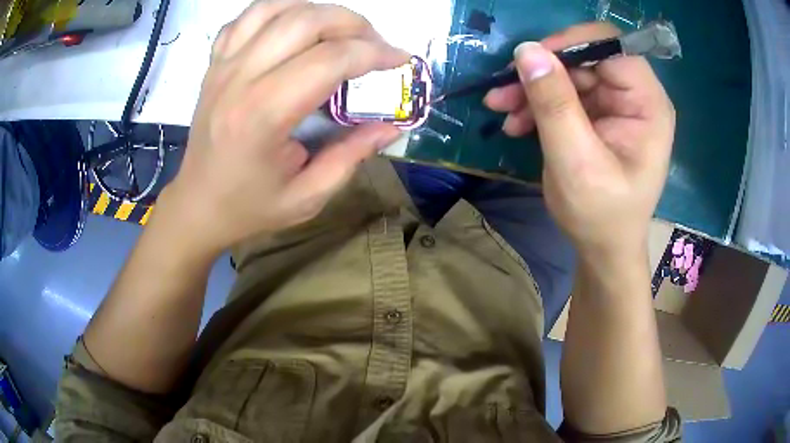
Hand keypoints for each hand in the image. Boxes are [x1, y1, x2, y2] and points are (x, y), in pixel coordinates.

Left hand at [159, 0, 407, 255]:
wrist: (197, 204)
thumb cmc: (249, 206)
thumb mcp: (308, 196)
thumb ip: (352, 156)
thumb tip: (392, 127)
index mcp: (264, 115)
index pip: (329, 60)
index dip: (374, 52)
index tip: (399, 59)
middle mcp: (240, 79)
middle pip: (305, 21)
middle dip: (353, 23)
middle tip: (374, 43)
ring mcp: (223, 65)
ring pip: (276, 8)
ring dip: (318, 11)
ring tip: (339, 31)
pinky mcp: (215, 63)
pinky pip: (247, 18)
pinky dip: (279, 11)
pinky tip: (295, 26)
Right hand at [484, 23, 674, 258]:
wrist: (603, 249)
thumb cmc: (600, 215)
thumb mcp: (575, 162)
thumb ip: (554, 104)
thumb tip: (527, 50)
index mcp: (647, 104)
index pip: (611, 46)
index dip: (570, 44)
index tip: (530, 63)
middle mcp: (635, 97)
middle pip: (585, 58)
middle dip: (542, 72)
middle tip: (502, 93)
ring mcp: (616, 105)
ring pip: (568, 74)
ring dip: (532, 89)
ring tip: (501, 110)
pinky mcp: (599, 115)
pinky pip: (564, 93)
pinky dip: (537, 104)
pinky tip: (516, 123)